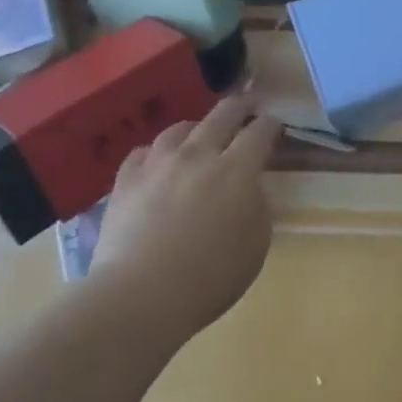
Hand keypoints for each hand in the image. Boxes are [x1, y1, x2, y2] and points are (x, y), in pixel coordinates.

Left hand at [92, 94, 282, 333]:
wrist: (141, 295)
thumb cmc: (210, 277)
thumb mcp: (256, 244)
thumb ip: (257, 207)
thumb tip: (249, 189)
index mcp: (237, 169)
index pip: (260, 131)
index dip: (271, 124)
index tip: (275, 126)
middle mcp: (199, 154)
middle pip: (223, 114)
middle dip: (240, 106)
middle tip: (247, 107)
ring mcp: (158, 163)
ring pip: (180, 128)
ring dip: (197, 129)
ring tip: (199, 136)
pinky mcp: (126, 180)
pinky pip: (144, 152)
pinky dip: (158, 153)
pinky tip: (159, 164)